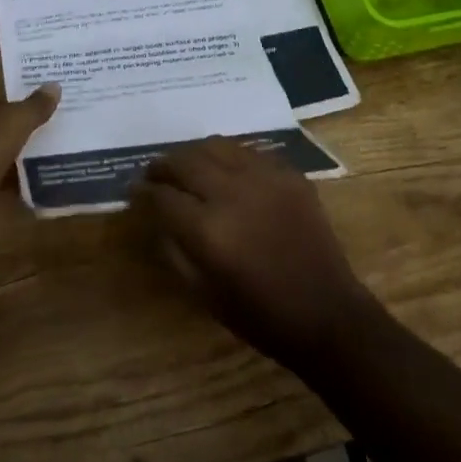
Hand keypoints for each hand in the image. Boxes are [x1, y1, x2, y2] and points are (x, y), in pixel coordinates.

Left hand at [0, 80, 59, 212]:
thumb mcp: (16, 120)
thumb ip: (36, 104)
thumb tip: (55, 85)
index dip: (20, 92)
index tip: (46, 100)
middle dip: (19, 121)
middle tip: (52, 122)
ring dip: (16, 148)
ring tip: (50, 146)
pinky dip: (10, 173)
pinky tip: (35, 173)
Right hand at [131, 138, 381, 369]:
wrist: (327, 313)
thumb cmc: (260, 315)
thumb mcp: (202, 293)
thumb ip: (173, 248)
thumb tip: (155, 216)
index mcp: (208, 230)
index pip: (162, 197)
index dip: (142, 192)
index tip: (133, 191)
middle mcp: (233, 193)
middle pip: (185, 162)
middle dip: (162, 166)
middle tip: (153, 174)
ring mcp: (265, 178)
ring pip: (216, 146)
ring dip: (193, 154)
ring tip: (185, 165)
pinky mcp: (289, 174)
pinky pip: (249, 152)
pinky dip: (228, 156)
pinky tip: (224, 170)